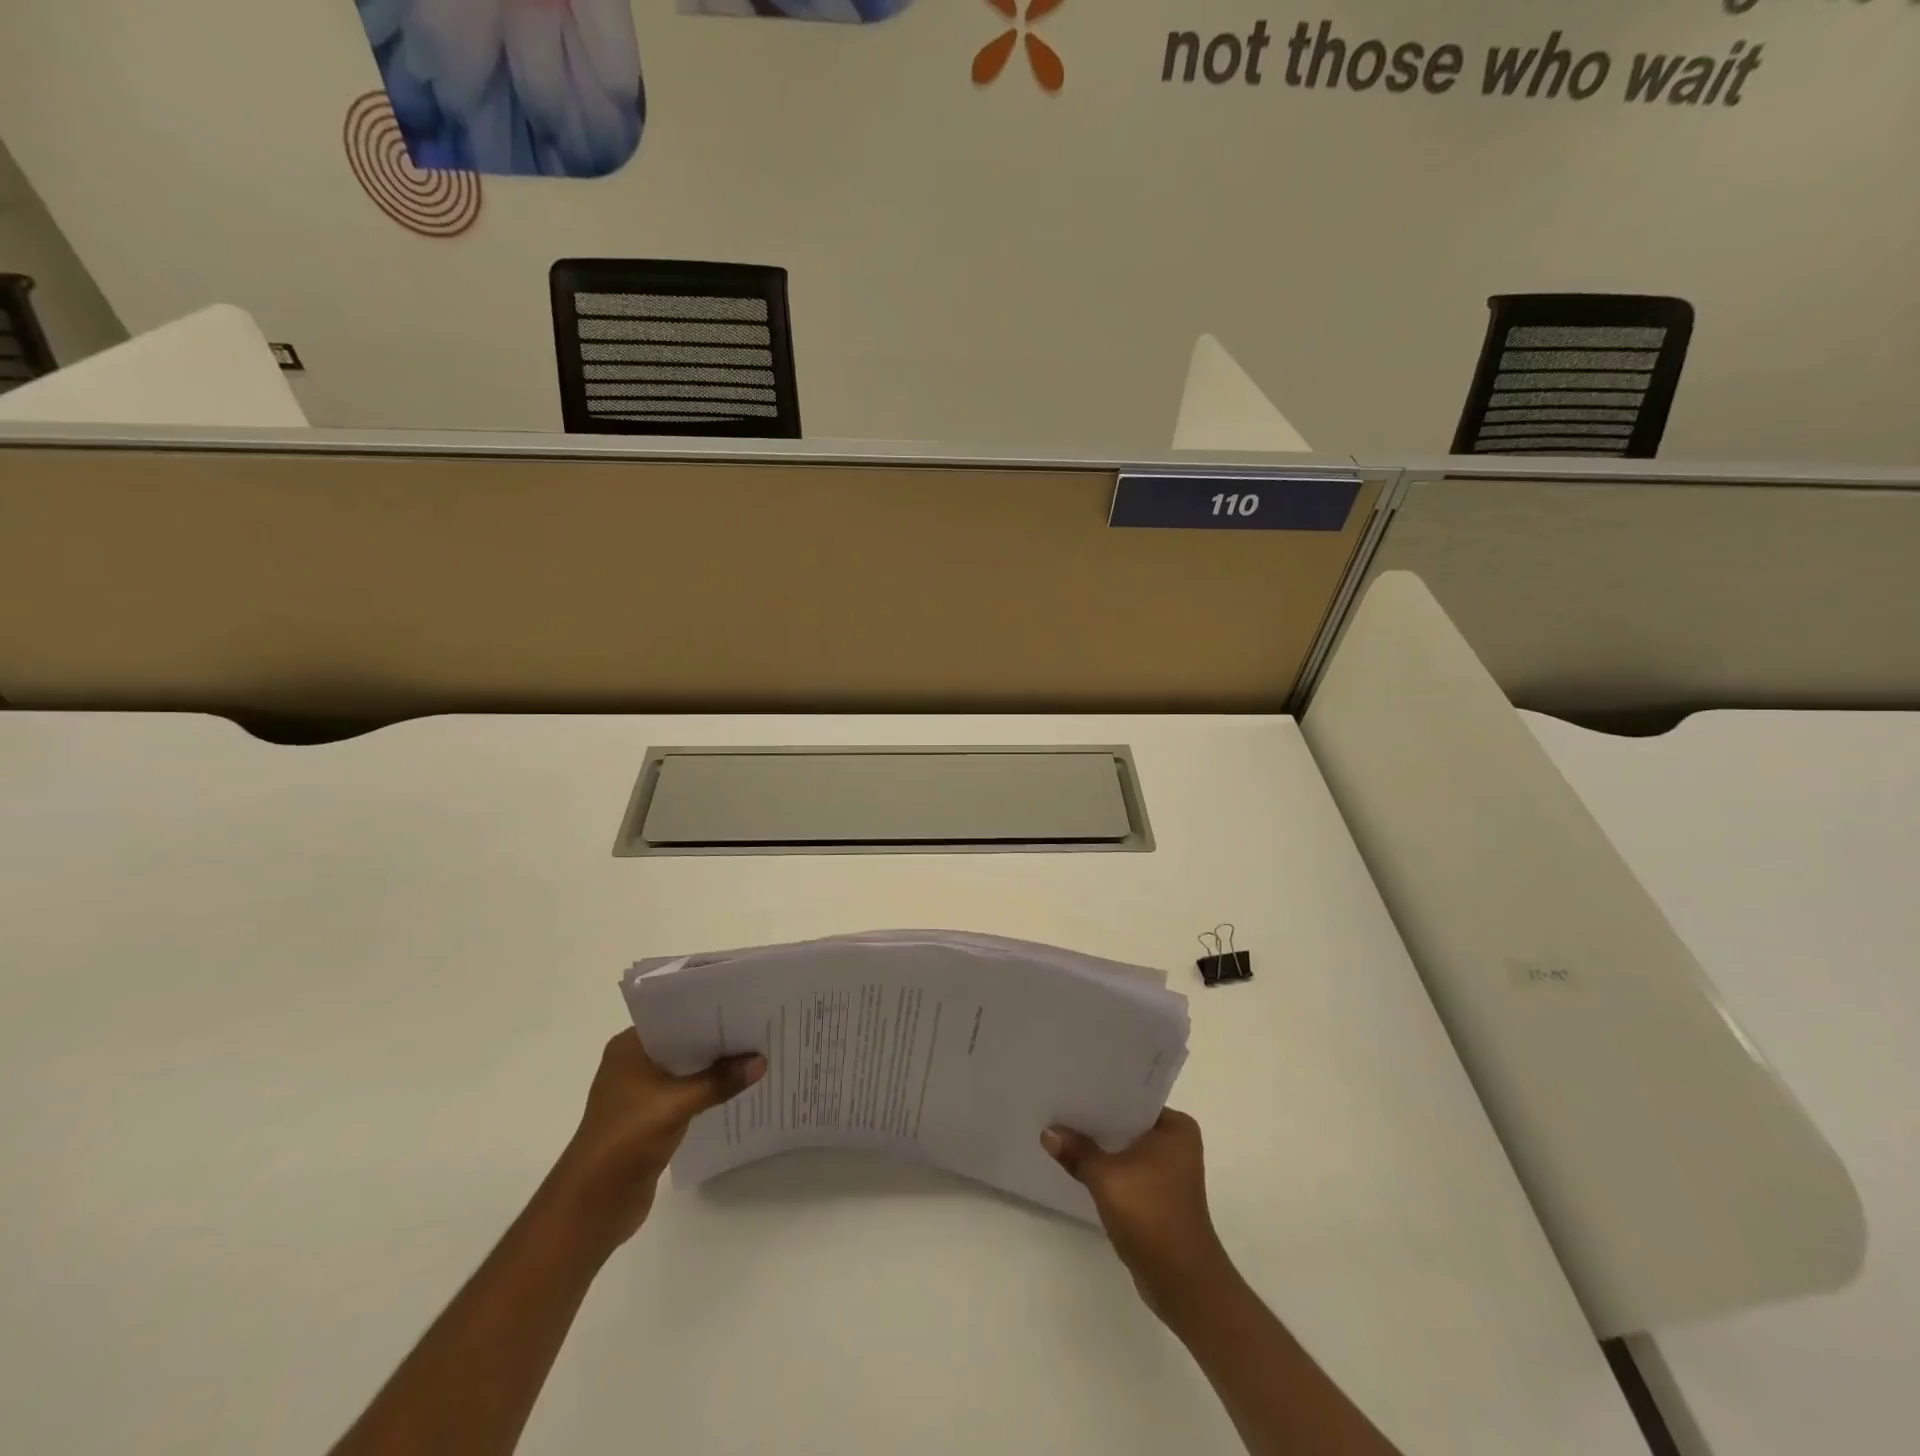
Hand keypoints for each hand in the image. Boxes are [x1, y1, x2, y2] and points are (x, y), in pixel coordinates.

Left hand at [550, 1029, 764, 1250]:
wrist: (591, 1206)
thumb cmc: (625, 1140)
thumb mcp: (676, 1104)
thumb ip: (719, 1081)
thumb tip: (761, 1061)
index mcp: (629, 1048)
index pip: (675, 1016)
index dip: (709, 1011)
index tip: (745, 1004)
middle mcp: (633, 1064)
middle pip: (684, 1043)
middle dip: (718, 1040)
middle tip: (759, 1026)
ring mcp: (641, 1093)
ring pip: (687, 1070)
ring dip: (714, 1068)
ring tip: (756, 1054)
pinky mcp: (650, 1119)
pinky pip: (686, 1094)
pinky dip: (707, 1091)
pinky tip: (736, 1088)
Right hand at [1043, 1109, 1233, 1319]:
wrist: (1182, 1283)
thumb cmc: (1151, 1217)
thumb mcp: (1107, 1179)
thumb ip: (1078, 1151)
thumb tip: (1047, 1132)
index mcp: (1175, 1128)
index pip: (1132, 1097)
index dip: (1101, 1092)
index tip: (1070, 1083)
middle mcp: (1176, 1143)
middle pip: (1127, 1122)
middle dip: (1096, 1119)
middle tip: (1059, 1104)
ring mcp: (1169, 1171)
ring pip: (1125, 1147)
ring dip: (1100, 1146)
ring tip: (1062, 1129)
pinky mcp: (1158, 1195)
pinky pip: (1127, 1169)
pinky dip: (1107, 1167)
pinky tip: (1077, 1163)